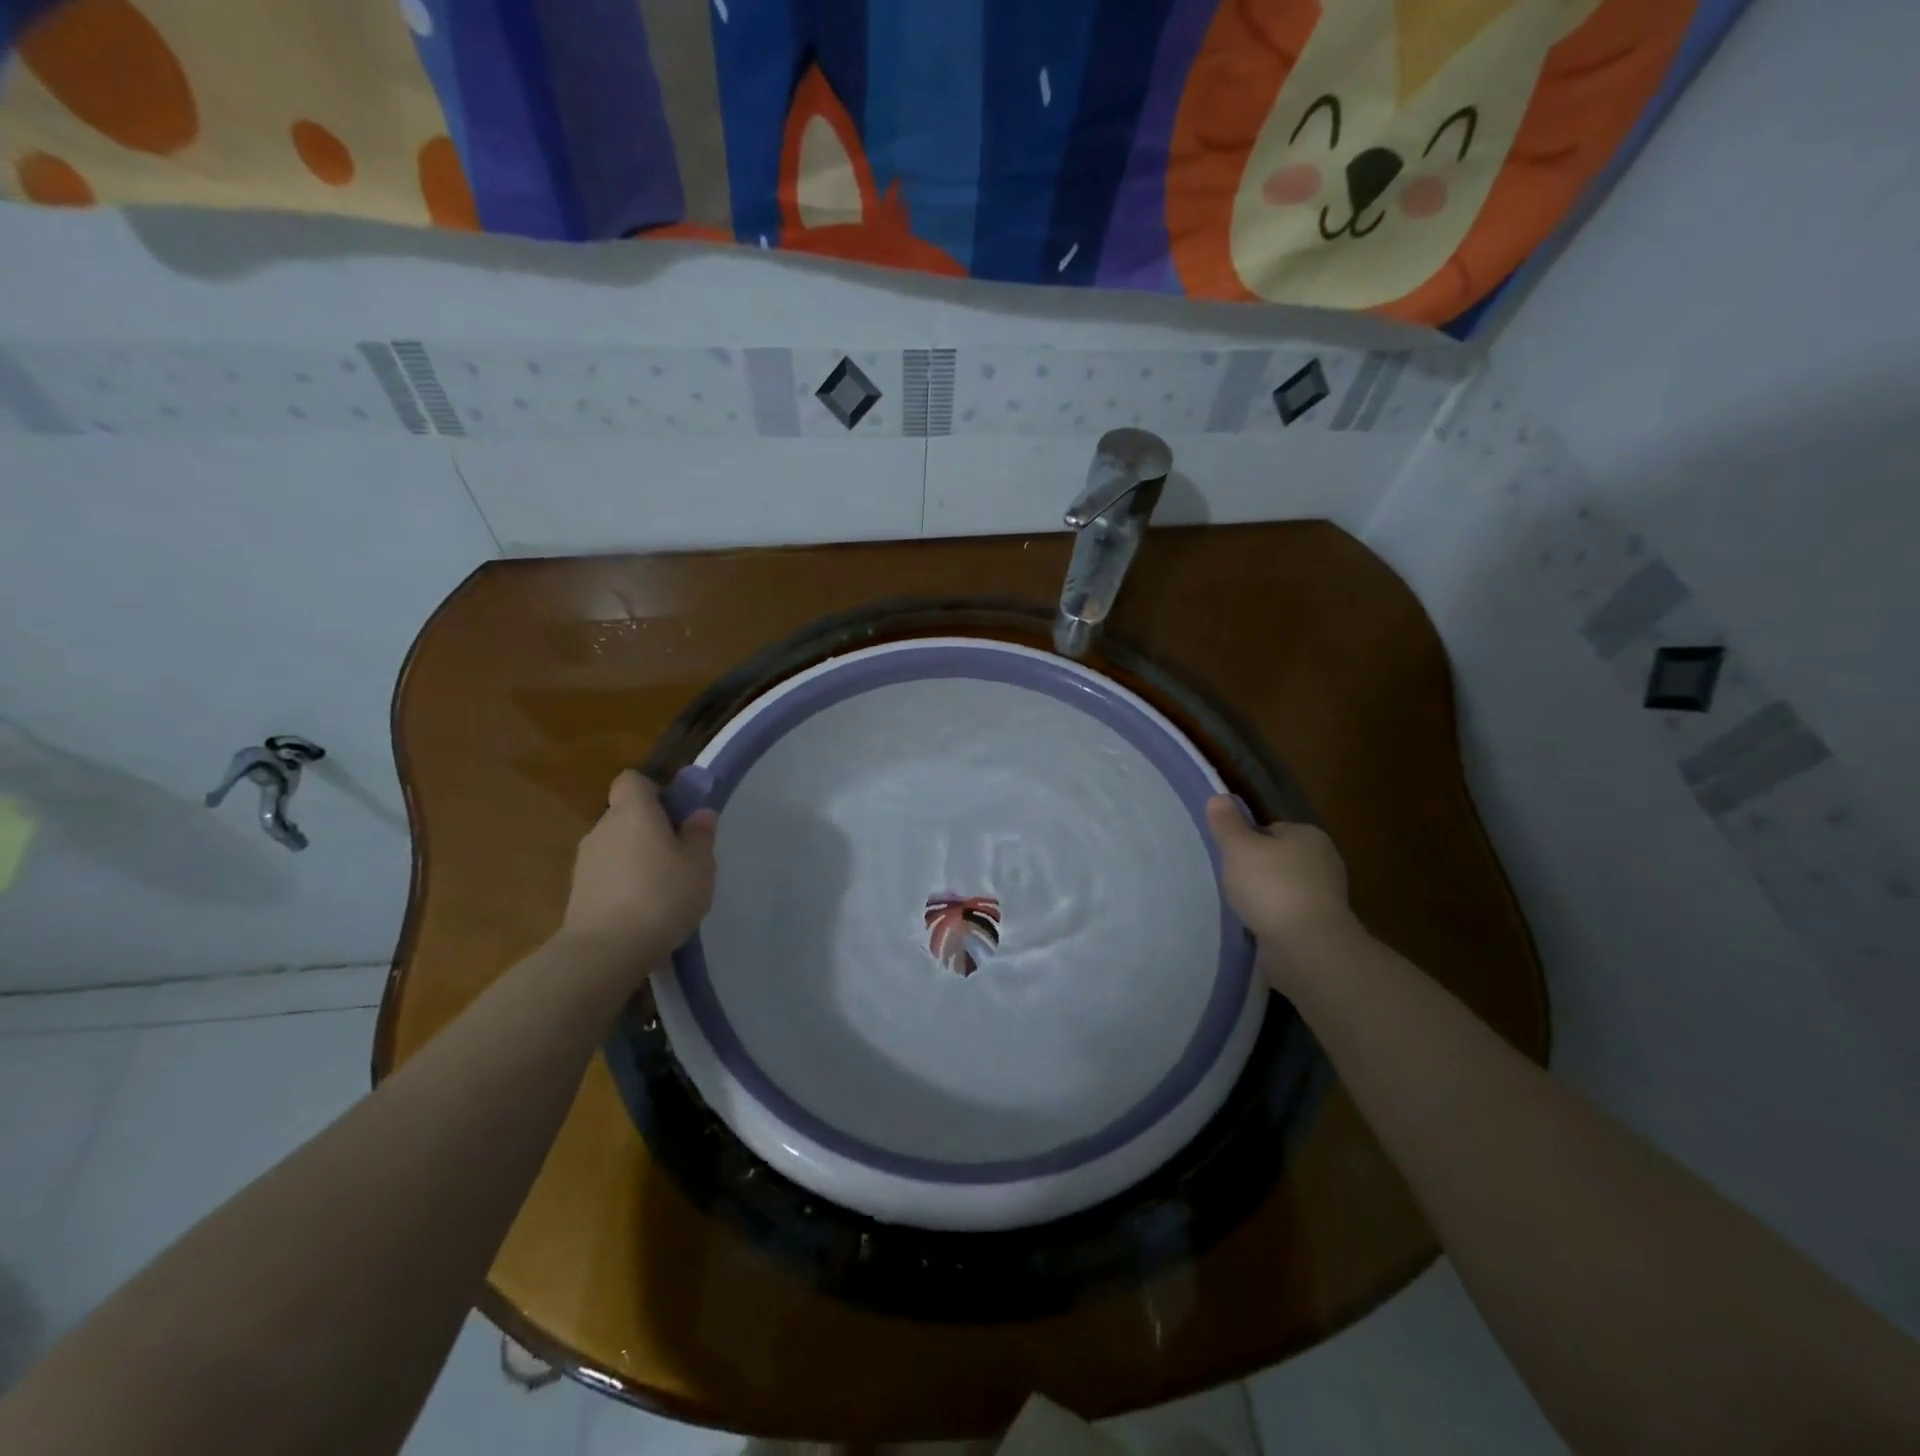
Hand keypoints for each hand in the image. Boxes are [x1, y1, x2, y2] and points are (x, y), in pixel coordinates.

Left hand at [560, 770, 717, 968]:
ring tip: (662, 890)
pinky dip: (622, 884)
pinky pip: (607, 875)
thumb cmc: (662, 895)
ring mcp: (585, 861)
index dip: (654, 791)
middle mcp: (603, 827)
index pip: (633, 781)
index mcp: (633, 811)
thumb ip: (700, 834)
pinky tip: (643, 910)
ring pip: (616, 847)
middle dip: (649, 829)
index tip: (676, 814)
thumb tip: (699, 814)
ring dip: (636, 859)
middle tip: (679, 856)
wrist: (606, 950)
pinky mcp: (577, 892)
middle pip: (626, 815)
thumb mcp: (699, 864)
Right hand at [1205, 795, 1359, 973]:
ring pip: (1283, 889)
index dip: (1247, 841)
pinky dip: (1273, 920)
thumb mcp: (1238, 847)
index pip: (1271, 830)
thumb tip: (1219, 797)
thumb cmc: (1271, 886)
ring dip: (1264, 898)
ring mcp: (1326, 897)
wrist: (1307, 946)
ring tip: (1240, 909)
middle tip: (1230, 883)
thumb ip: (1226, 823)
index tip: (1229, 857)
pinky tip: (1255, 928)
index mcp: (1309, 835)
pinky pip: (1288, 915)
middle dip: (1256, 871)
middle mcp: (1324, 861)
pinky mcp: (1322, 927)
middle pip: (1278, 859)